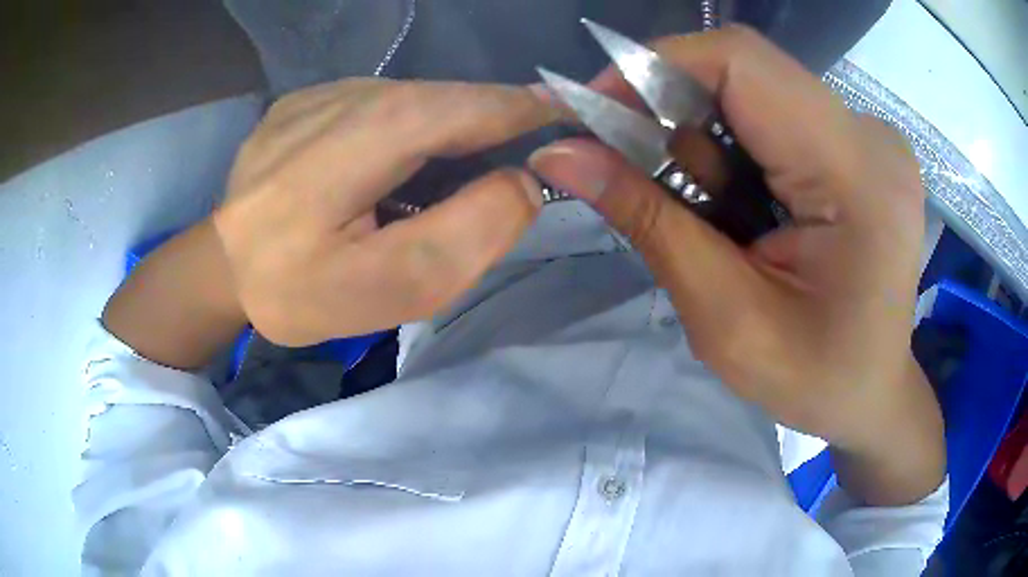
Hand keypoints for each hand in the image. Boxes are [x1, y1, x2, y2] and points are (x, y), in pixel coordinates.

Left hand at [214, 79, 554, 345]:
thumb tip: (521, 181)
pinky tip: (377, 174)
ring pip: (415, 101)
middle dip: (488, 132)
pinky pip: (378, 105)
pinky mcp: (304, 99)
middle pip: (449, 100)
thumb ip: (471, 231)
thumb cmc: (297, 291)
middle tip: (494, 182)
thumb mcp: (392, 286)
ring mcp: (319, 91)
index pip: (479, 104)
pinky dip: (401, 133)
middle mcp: (346, 92)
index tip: (576, 122)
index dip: (535, 112)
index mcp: (367, 132)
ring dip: (440, 137)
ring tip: (423, 188)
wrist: (218, 272)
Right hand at [530, 27, 943, 504]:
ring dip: (703, 134)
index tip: (595, 112)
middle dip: (672, 107)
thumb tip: (560, 153)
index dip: (656, 68)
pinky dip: (733, 145)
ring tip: (701, 210)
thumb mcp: (726, 320)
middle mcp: (870, 136)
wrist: (873, 392)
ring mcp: (868, 136)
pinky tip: (735, 203)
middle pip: (745, 70)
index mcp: (858, 176)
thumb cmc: (815, 379)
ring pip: (754, 89)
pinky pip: (775, 112)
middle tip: (632, 167)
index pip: (743, 62)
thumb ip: (649, 223)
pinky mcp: (859, 144)